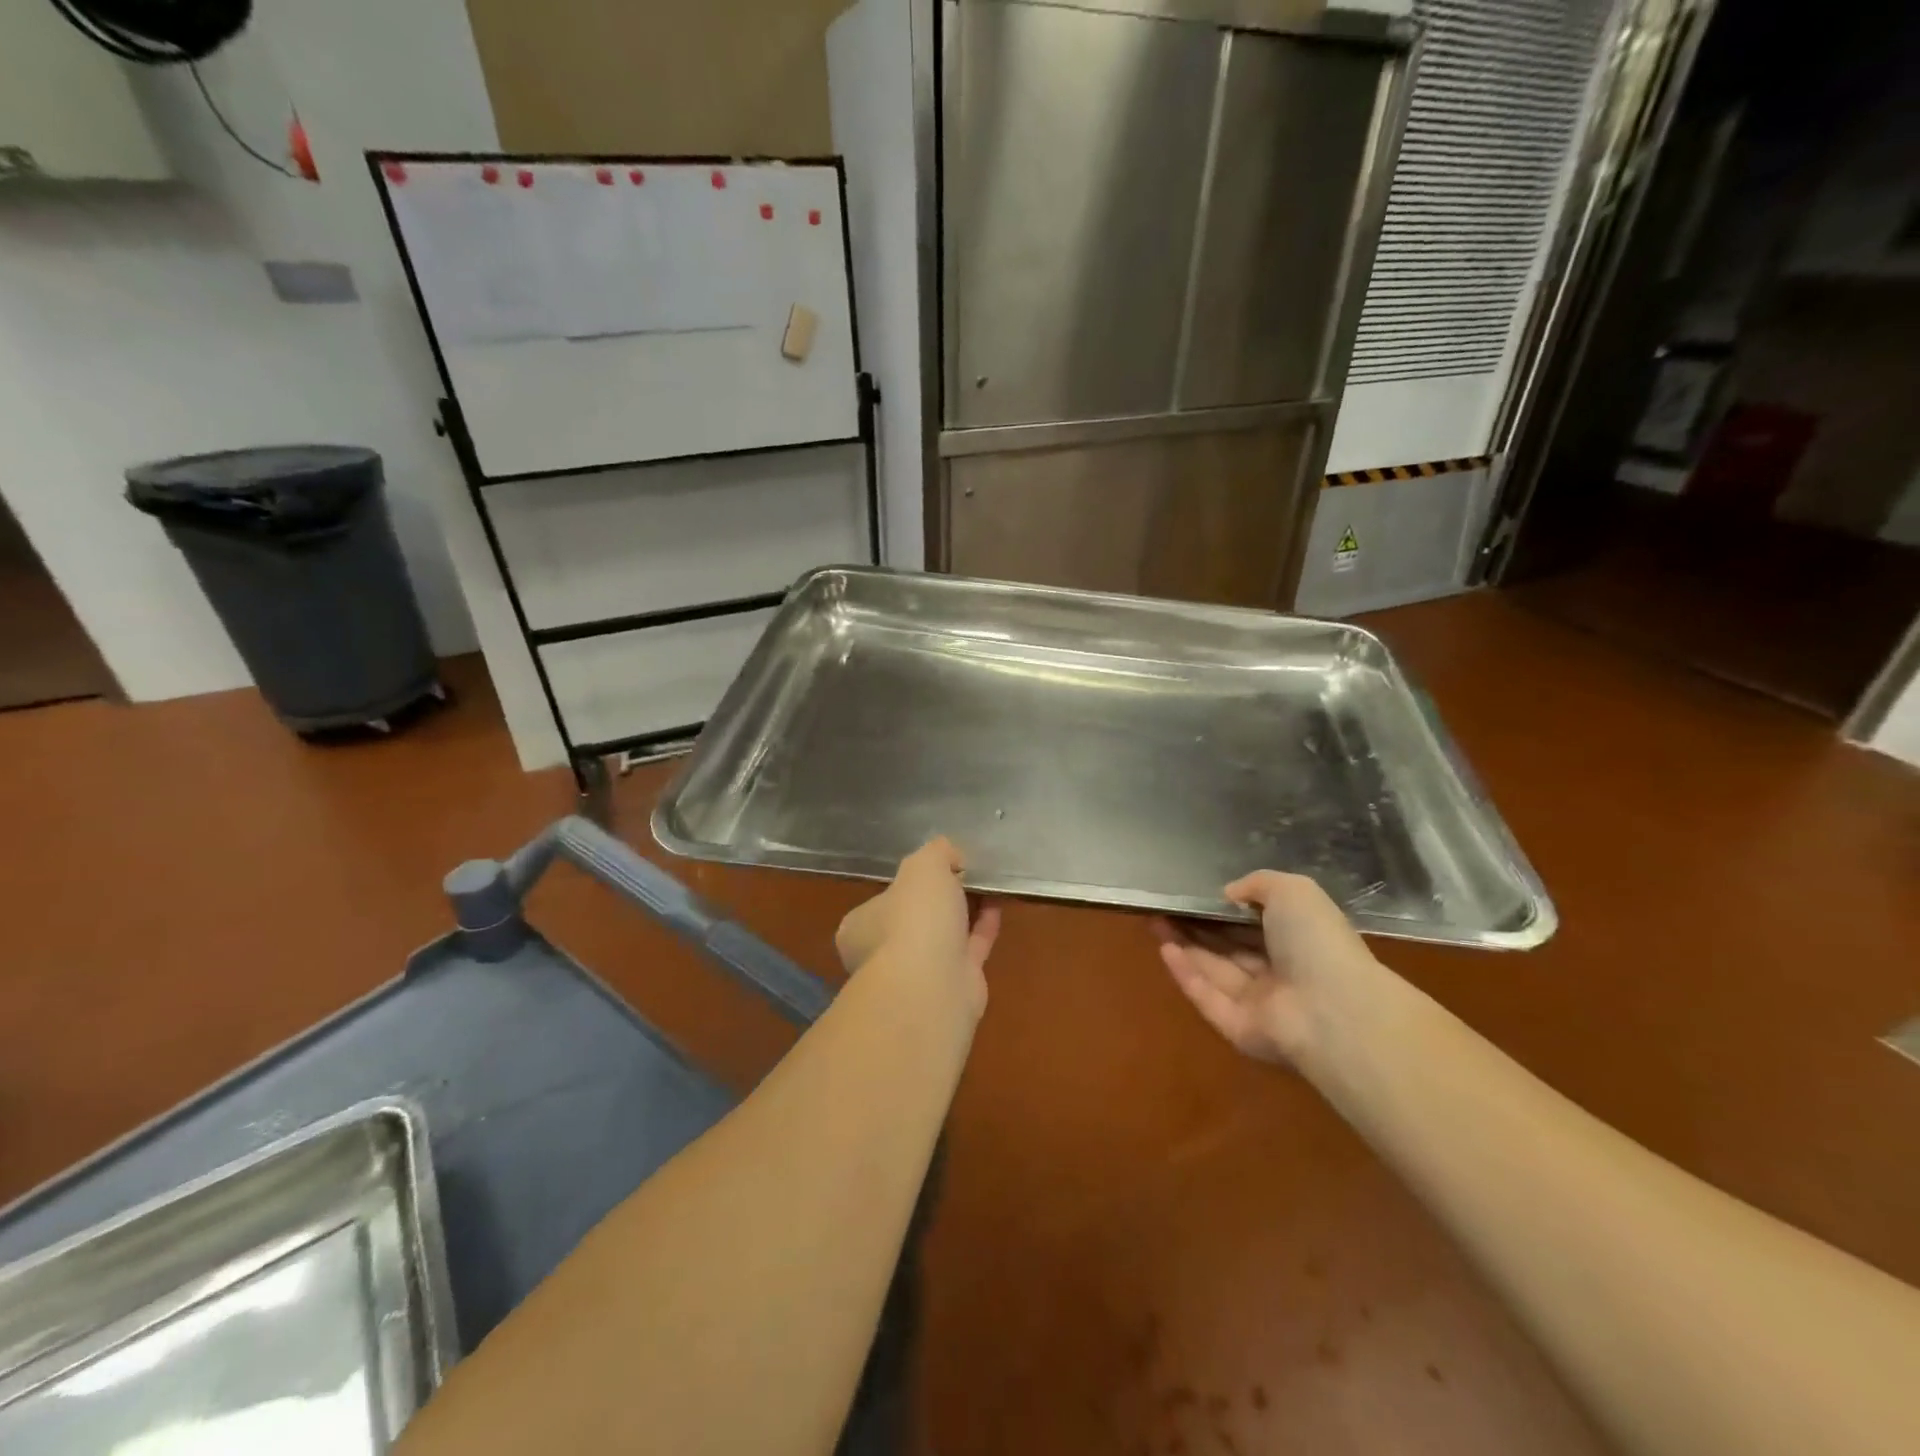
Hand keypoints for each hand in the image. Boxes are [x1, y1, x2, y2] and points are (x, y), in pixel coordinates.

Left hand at [836, 838, 1000, 1017]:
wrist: (933, 986)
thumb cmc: (914, 918)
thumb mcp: (923, 865)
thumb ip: (936, 852)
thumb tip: (951, 856)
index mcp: (861, 926)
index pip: (885, 899)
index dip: (912, 881)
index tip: (940, 865)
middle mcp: (884, 953)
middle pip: (917, 917)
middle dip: (942, 898)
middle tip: (967, 873)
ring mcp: (919, 974)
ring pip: (945, 934)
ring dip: (966, 910)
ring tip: (989, 882)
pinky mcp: (954, 986)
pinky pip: (971, 948)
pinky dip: (984, 926)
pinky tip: (999, 902)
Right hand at [1154, 870, 1386, 1073]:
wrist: (1332, 1009)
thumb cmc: (1316, 942)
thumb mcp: (1293, 890)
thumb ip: (1258, 884)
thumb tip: (1228, 894)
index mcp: (1299, 941)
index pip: (1254, 923)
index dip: (1222, 909)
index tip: (1191, 895)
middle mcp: (1279, 973)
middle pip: (1229, 947)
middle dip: (1195, 927)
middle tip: (1162, 906)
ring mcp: (1259, 1004)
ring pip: (1214, 970)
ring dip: (1184, 945)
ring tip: (1153, 920)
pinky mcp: (1238, 1029)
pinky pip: (1208, 998)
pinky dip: (1186, 975)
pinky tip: (1164, 949)